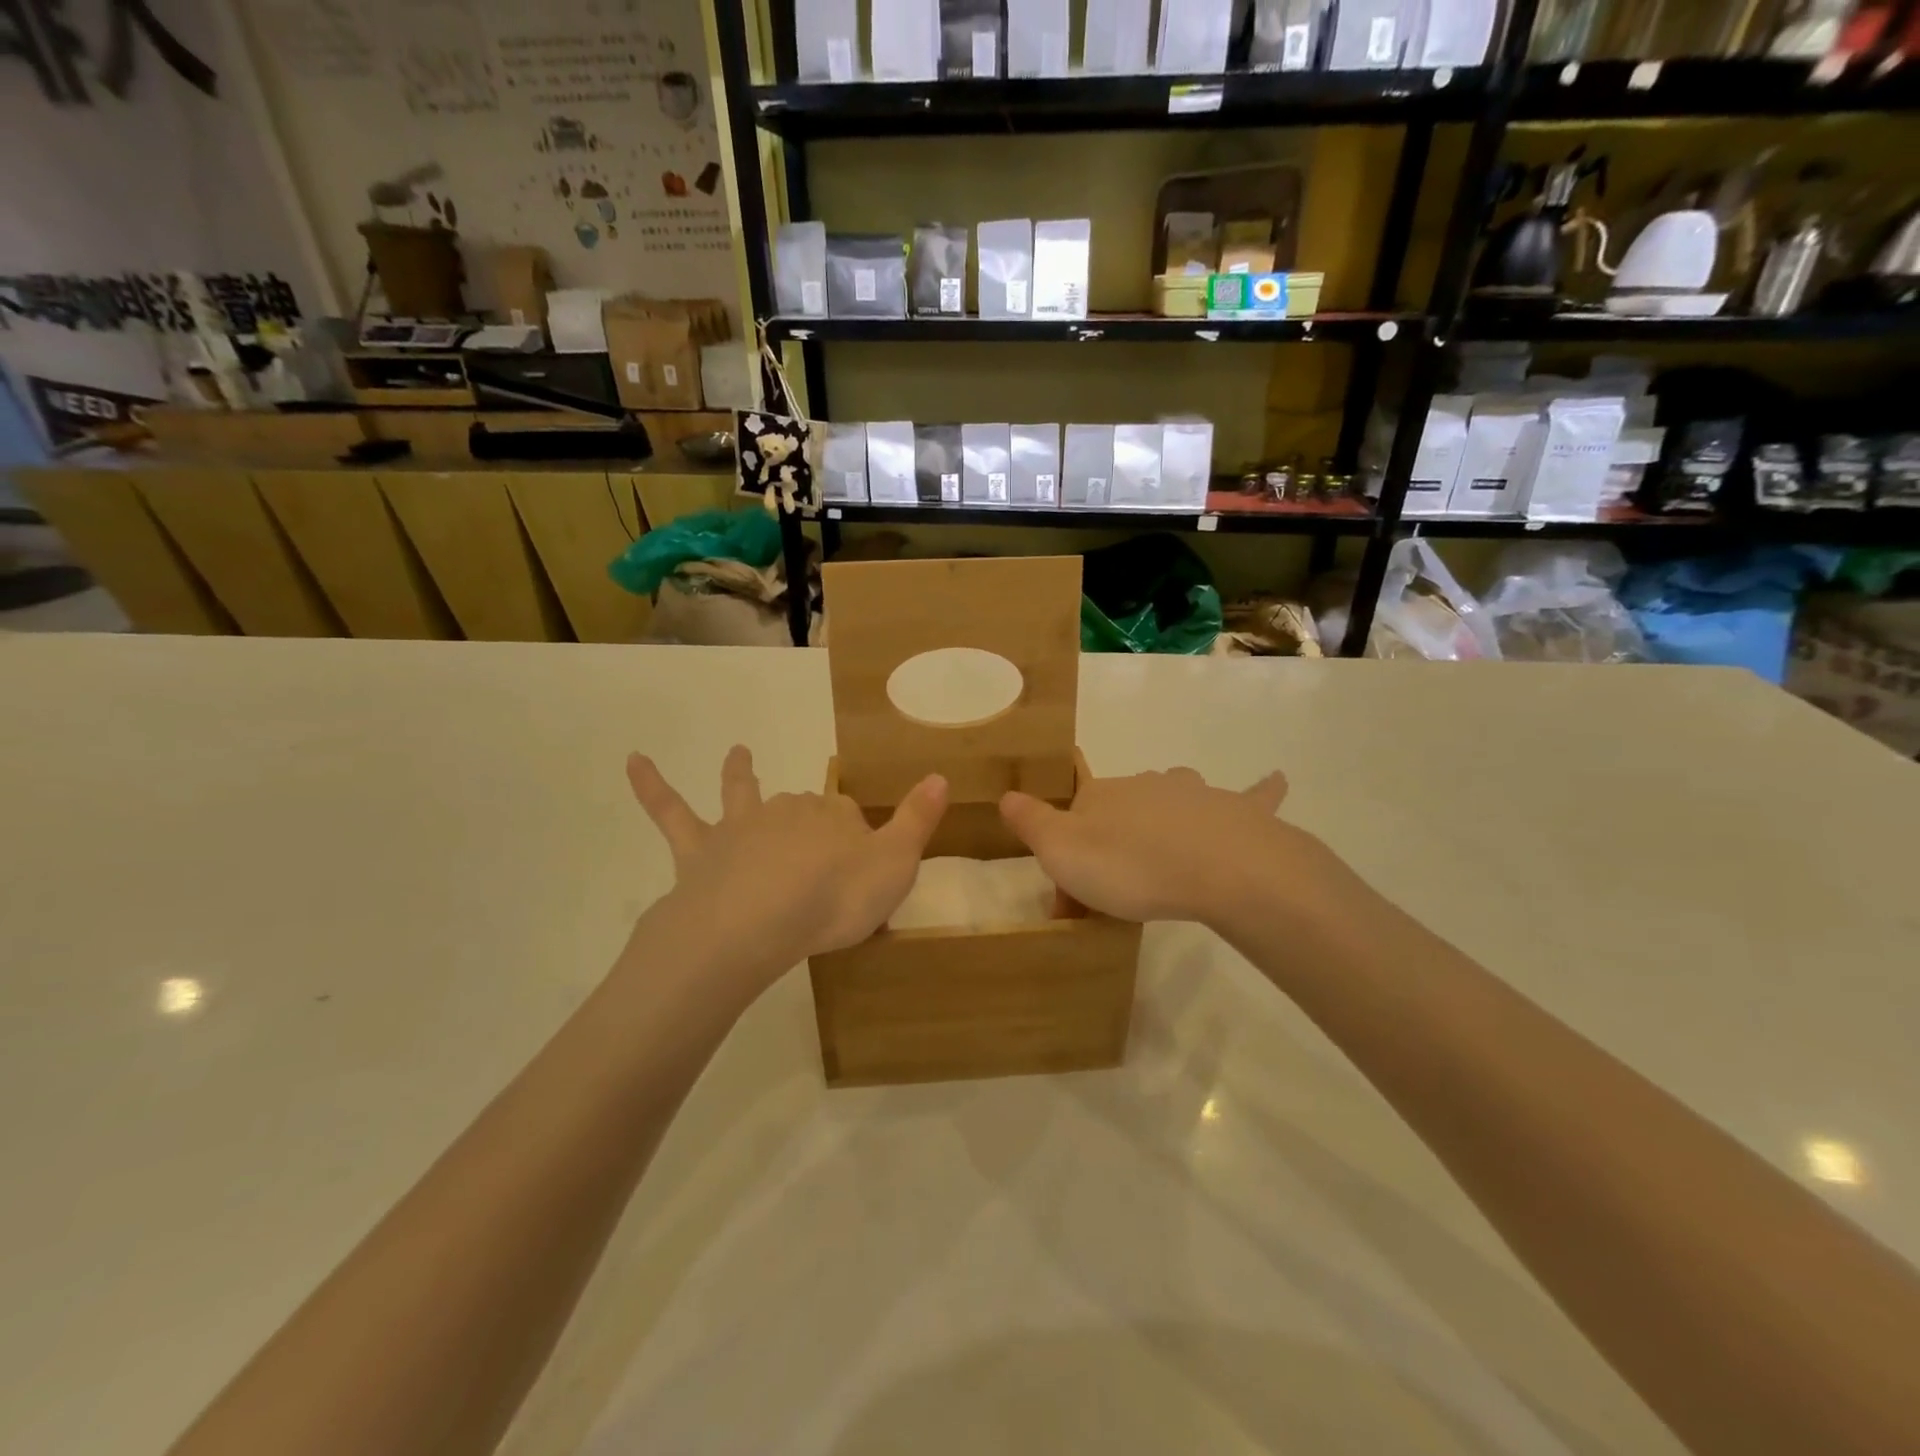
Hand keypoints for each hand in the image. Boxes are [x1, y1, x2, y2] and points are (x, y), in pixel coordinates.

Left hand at [627, 746, 947, 973]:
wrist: (756, 923)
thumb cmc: (833, 900)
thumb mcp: (896, 866)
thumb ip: (918, 821)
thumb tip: (940, 775)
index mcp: (835, 816)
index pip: (851, 816)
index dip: (859, 839)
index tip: (865, 869)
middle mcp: (788, 811)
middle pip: (804, 808)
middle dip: (811, 822)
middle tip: (820, 864)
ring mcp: (741, 827)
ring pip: (742, 795)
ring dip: (740, 774)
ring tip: (738, 753)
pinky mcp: (698, 850)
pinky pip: (671, 813)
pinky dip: (652, 787)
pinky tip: (633, 761)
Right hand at [999, 769, 1300, 927]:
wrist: (1219, 868)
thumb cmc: (1132, 865)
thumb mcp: (1060, 851)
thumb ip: (1030, 821)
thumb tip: (1008, 797)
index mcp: (1101, 795)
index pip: (1072, 820)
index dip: (1067, 858)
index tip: (1073, 904)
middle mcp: (1146, 785)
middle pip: (1120, 813)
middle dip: (1112, 847)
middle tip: (1118, 897)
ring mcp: (1194, 794)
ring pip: (1173, 800)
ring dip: (1165, 823)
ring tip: (1167, 862)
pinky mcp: (1238, 812)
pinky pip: (1250, 796)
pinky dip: (1260, 790)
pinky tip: (1275, 779)